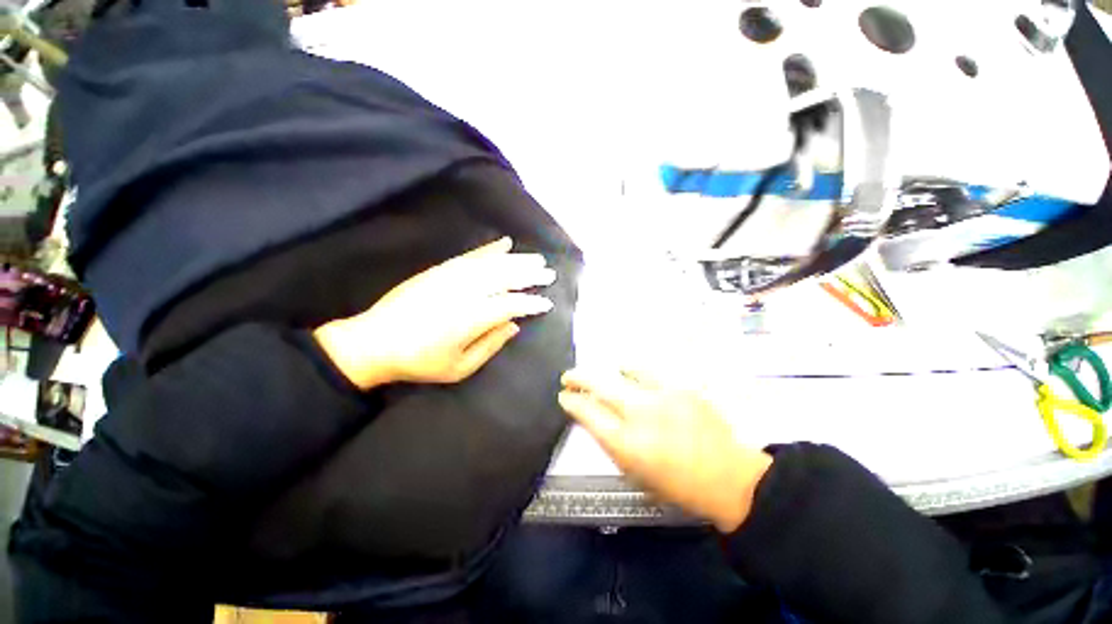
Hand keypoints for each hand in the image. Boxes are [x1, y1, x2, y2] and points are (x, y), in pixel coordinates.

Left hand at [314, 237, 554, 389]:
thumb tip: (514, 325)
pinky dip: (489, 249)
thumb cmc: (420, 361)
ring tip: (536, 259)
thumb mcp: (460, 367)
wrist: (374, 341)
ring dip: (517, 260)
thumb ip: (491, 344)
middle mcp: (465, 292)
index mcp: (471, 318)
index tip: (547, 304)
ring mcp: (451, 277)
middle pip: (505, 278)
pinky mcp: (440, 270)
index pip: (511, 305)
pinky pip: (470, 256)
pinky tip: (504, 243)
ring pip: (492, 264)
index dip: (531, 303)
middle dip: (530, 275)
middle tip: (549, 273)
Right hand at [559, 369, 772, 532]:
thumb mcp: (634, 472)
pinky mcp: (680, 387)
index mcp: (626, 444)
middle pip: (599, 386)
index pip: (587, 413)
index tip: (564, 397)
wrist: (728, 477)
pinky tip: (630, 371)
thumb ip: (610, 442)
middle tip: (568, 377)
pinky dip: (633, 370)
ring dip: (607, 372)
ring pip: (622, 372)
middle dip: (578, 378)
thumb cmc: (676, 485)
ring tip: (604, 374)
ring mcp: (662, 396)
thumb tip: (593, 417)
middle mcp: (640, 415)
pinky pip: (648, 371)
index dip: (571, 402)